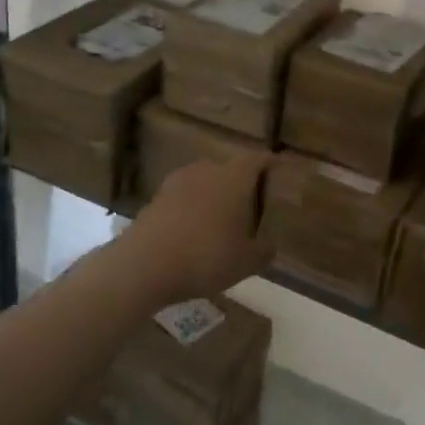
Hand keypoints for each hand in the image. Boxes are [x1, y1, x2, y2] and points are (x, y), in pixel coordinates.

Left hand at [121, 152, 274, 305]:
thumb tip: (270, 246)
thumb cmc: (206, 256)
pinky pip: (183, 198)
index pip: (257, 159)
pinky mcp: (155, 198)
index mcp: (233, 178)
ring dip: (213, 196)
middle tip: (252, 203)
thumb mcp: (246, 262)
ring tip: (222, 219)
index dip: (270, 163)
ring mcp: (176, 182)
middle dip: (241, 183)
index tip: (280, 168)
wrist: (145, 264)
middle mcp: (206, 170)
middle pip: (229, 169)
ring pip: (204, 182)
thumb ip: (263, 251)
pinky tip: (194, 232)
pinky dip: (192, 209)